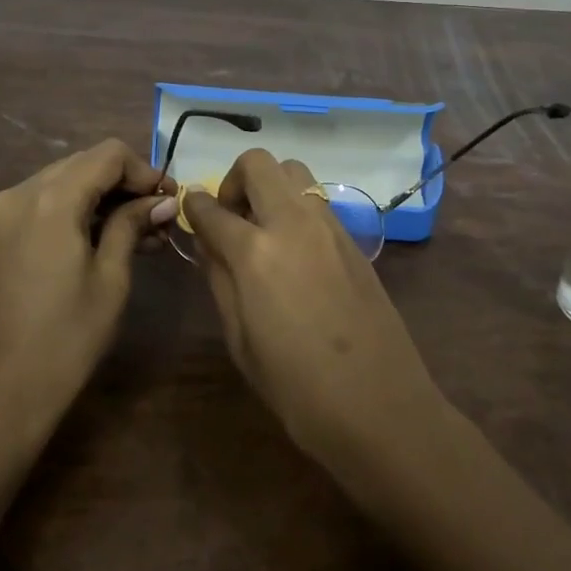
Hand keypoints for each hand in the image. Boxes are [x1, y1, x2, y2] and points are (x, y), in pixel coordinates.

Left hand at [0, 140, 176, 442]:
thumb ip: (132, 225)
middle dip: (125, 183)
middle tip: (160, 217)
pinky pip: (44, 203)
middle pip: (84, 163)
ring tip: (141, 233)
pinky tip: (105, 238)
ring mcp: (2, 212)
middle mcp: (20, 193)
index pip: (108, 155)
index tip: (169, 201)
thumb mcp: (110, 279)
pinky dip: (76, 211)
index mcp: (50, 199)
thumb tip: (163, 200)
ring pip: (64, 181)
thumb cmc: (65, 340)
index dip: (144, 170)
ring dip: (102, 197)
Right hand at [184, 149, 446, 469]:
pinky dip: (296, 206)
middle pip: (258, 164)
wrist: (380, 407)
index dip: (194, 205)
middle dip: (235, 180)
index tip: (190, 209)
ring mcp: (328, 226)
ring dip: (270, 186)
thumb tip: (208, 243)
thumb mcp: (240, 340)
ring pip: (293, 171)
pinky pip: (316, 199)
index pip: (212, 208)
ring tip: (263, 228)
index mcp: (255, 252)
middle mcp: (292, 223)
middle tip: (232, 217)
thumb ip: (219, 280)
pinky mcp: (353, 238)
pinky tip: (294, 248)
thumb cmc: (297, 388)